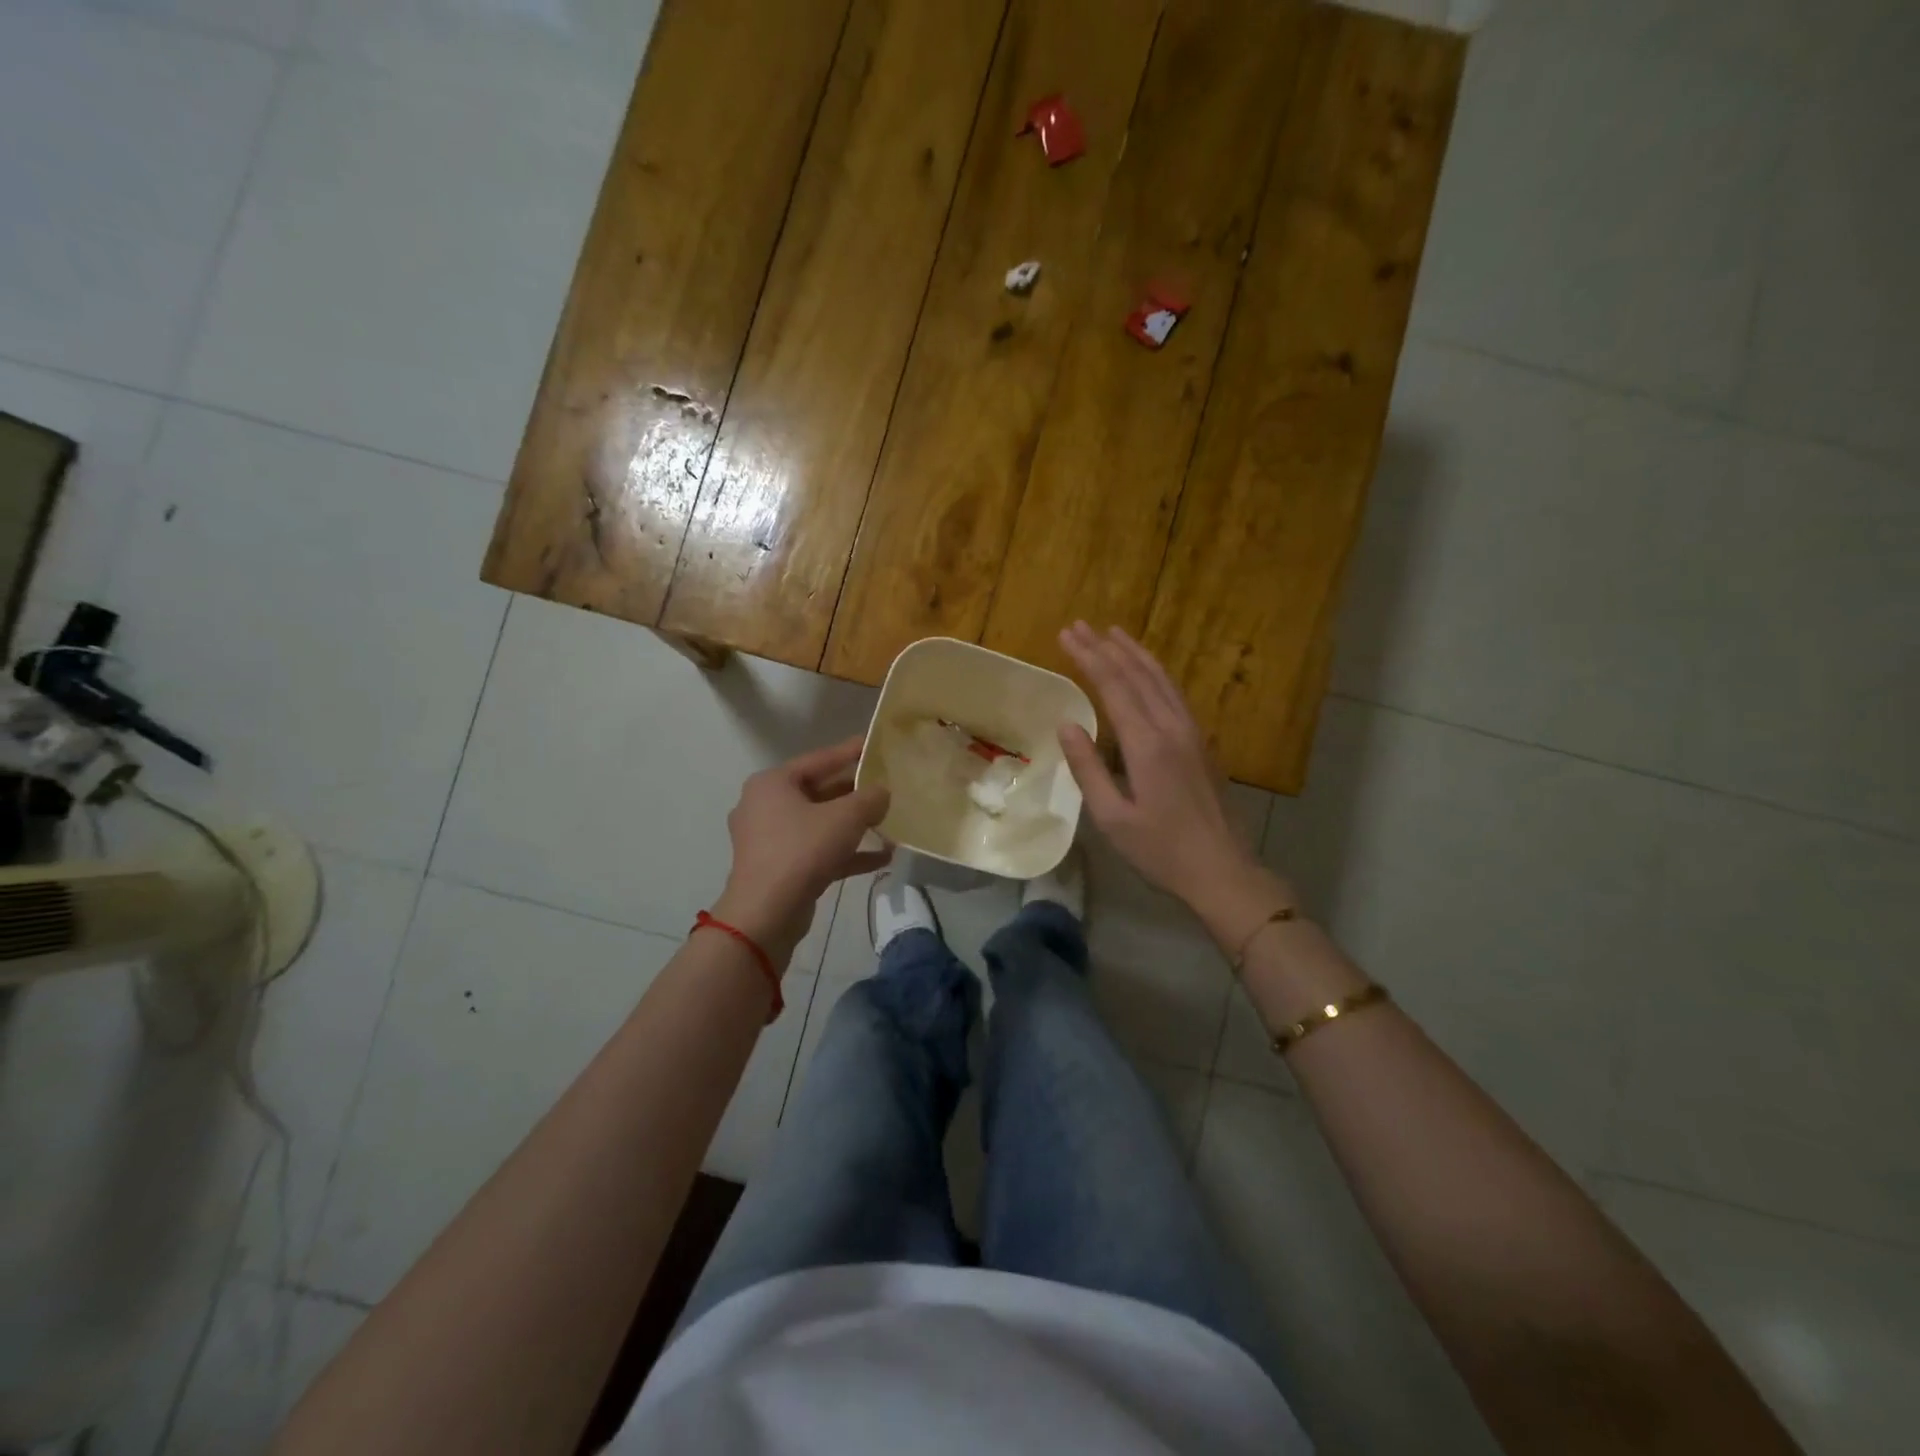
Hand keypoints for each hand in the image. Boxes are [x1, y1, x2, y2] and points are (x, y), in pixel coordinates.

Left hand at [713, 736, 892, 966]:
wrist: (766, 913)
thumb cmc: (802, 850)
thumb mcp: (845, 818)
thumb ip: (869, 799)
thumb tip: (883, 792)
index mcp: (773, 783)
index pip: (819, 759)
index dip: (850, 751)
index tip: (875, 745)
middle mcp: (765, 806)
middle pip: (818, 792)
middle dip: (854, 793)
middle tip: (886, 785)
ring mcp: (770, 839)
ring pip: (819, 824)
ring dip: (854, 826)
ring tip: (888, 822)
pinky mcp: (779, 868)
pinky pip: (817, 851)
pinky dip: (845, 852)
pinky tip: (882, 859)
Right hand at [1057, 623, 1294, 940]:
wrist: (1223, 870)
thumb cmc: (1161, 851)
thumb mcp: (1112, 818)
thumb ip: (1087, 769)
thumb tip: (1066, 725)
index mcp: (1147, 745)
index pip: (1113, 687)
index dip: (1088, 658)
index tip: (1066, 635)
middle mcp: (1172, 728)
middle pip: (1137, 675)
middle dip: (1106, 647)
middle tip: (1080, 626)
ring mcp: (1192, 733)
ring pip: (1161, 679)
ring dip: (1135, 654)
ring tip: (1113, 633)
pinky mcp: (1202, 743)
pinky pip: (1174, 694)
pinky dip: (1155, 673)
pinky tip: (1147, 672)